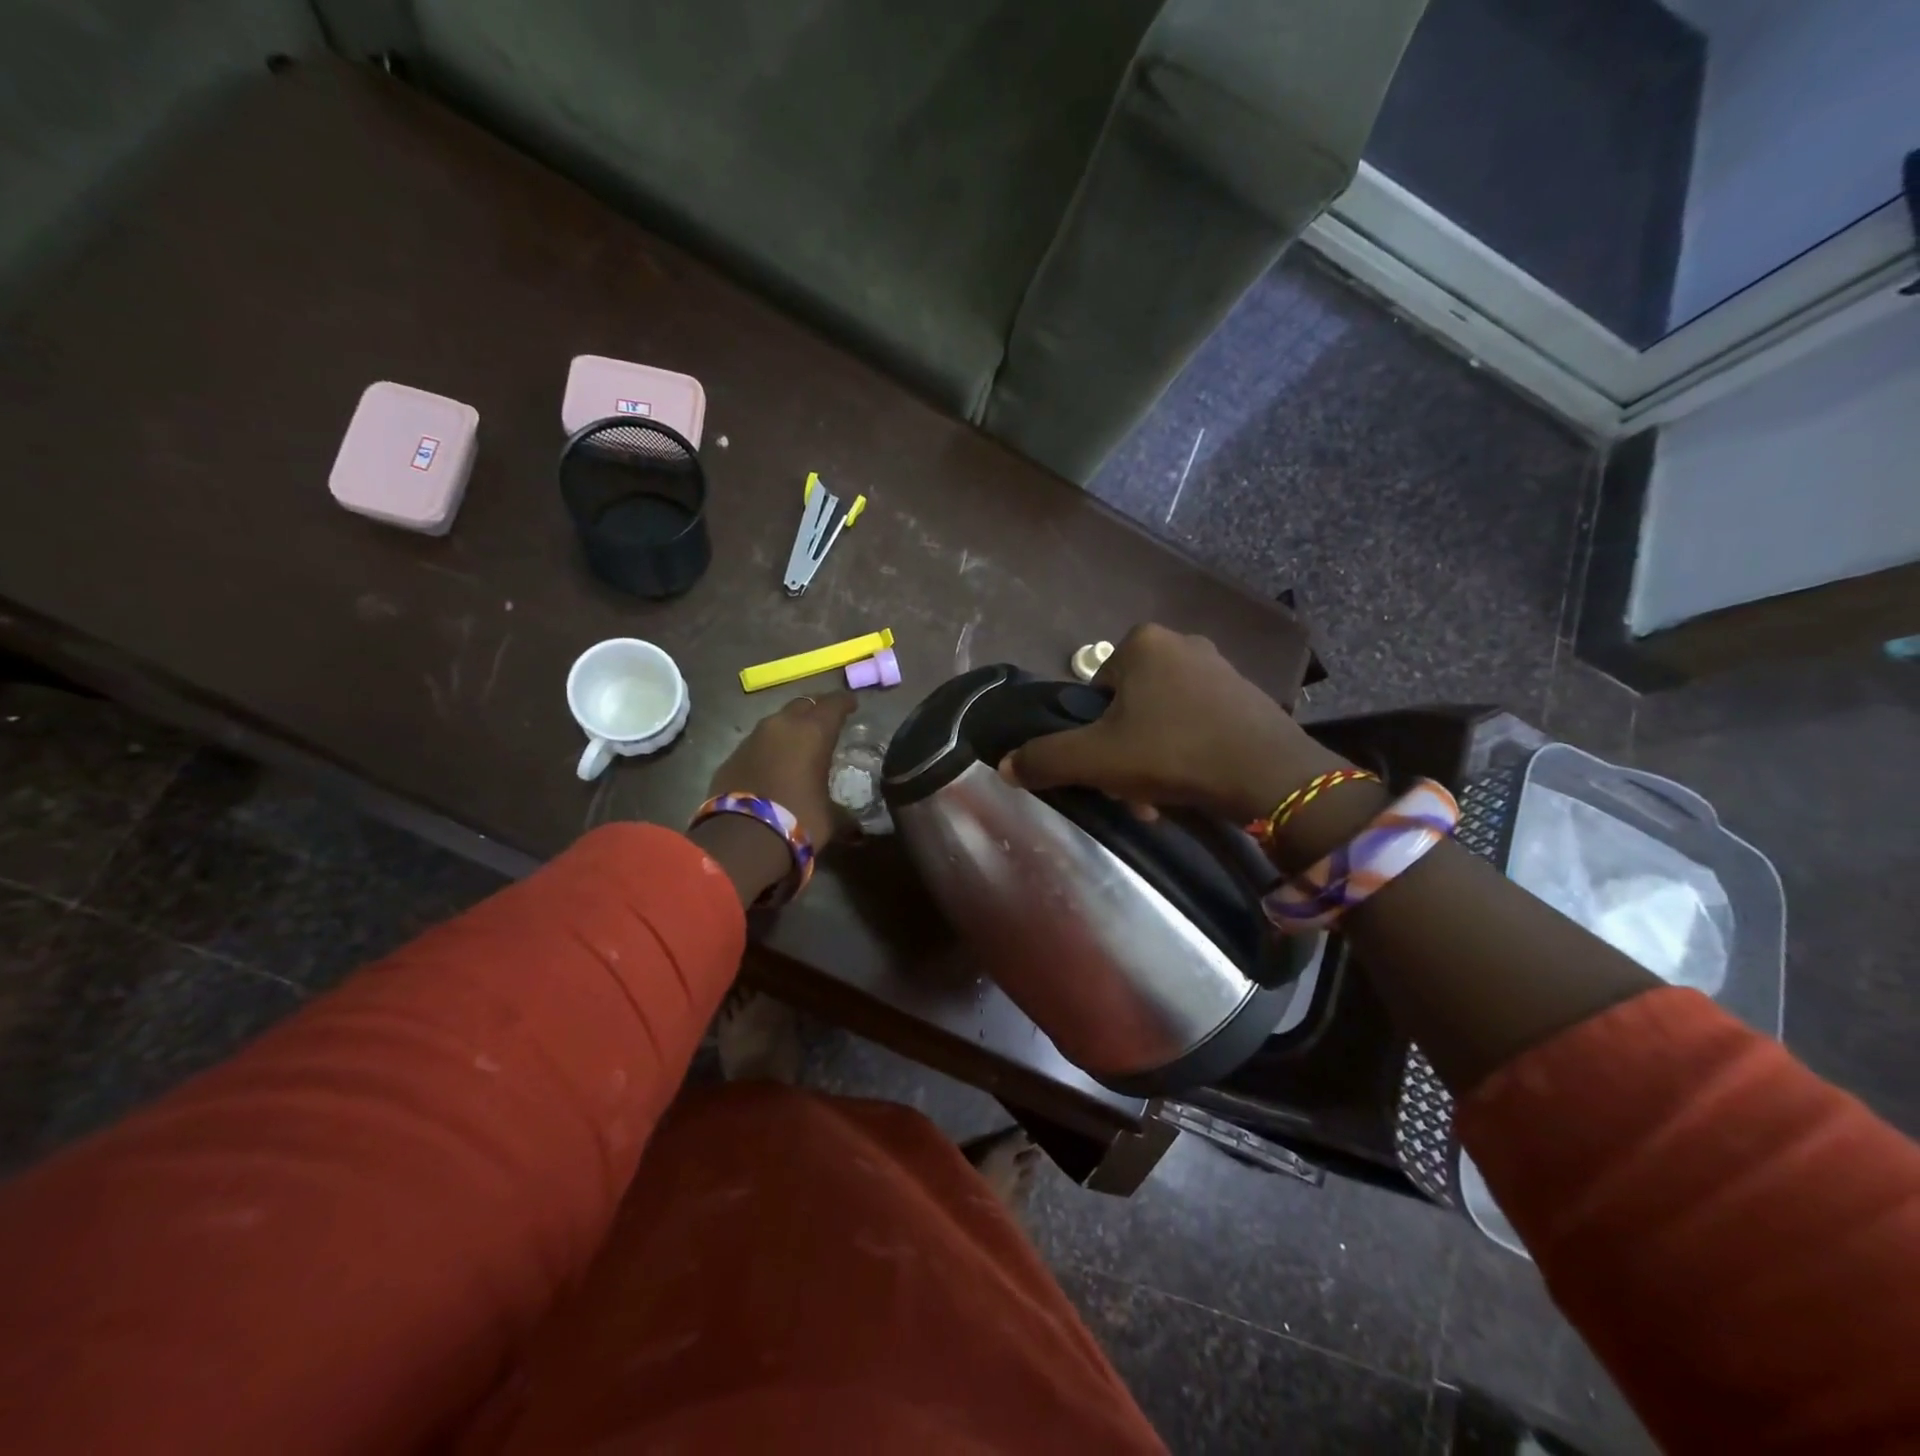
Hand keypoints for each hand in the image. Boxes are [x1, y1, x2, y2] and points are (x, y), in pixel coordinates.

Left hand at [707, 692, 856, 847]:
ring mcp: (753, 738)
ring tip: (799, 744)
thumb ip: (843, 813)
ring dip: (790, 729)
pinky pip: (757, 743)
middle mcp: (782, 726)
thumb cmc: (797, 820)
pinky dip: (769, 749)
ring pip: (777, 722)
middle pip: (803, 705)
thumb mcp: (830, 818)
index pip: (834, 703)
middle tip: (826, 722)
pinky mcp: (732, 755)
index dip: (845, 702)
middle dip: (816, 710)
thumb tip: (857, 828)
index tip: (852, 704)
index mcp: (813, 732)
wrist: (741, 838)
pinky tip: (774, 765)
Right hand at [999, 624, 1343, 822]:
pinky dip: (1187, 753)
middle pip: (1128, 708)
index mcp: (1141, 643)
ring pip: (1162, 719)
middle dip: (1124, 752)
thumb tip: (1004, 765)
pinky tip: (1192, 785)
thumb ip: (1046, 759)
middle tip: (1131, 790)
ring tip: (1162, 799)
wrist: (1270, 776)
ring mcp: (1220, 667)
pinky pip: (1197, 723)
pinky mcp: (1246, 695)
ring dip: (1152, 759)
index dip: (1093, 735)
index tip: (1106, 769)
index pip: (1094, 692)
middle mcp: (1181, 642)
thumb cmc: (1173, 753)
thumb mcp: (1096, 759)